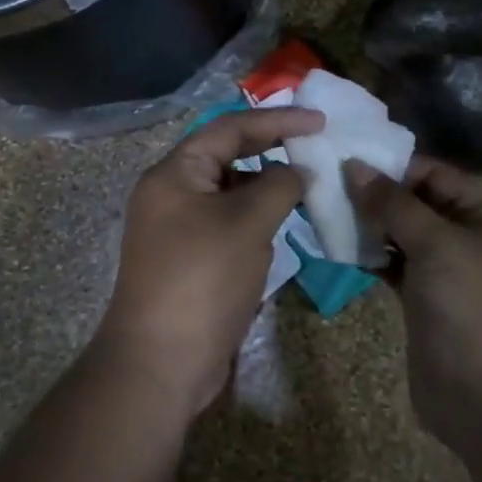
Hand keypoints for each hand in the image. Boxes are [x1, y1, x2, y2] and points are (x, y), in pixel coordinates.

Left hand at [98, 107, 324, 419]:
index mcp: (174, 173)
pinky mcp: (190, 259)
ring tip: (307, 184)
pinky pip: (227, 223)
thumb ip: (278, 185)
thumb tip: (297, 170)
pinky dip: (256, 217)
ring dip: (266, 186)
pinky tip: (284, 223)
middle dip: (271, 149)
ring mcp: (178, 228)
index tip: (319, 121)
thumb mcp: (247, 223)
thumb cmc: (203, 279)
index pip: (229, 128)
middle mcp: (171, 193)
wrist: (161, 362)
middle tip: (315, 146)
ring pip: (229, 192)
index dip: (277, 120)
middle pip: (227, 156)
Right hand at [345, 158, 481, 463]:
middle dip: (375, 193)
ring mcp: (442, 274)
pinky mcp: (421, 304)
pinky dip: (368, 256)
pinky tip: (338, 247)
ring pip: (399, 236)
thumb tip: (355, 166)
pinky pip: (391, 267)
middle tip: (326, 182)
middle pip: (415, 203)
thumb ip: (394, 204)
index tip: (348, 158)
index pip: (436, 175)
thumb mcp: (438, 245)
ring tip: (324, 211)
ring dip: (367, 224)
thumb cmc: (474, 308)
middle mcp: (464, 239)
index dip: (395, 165)